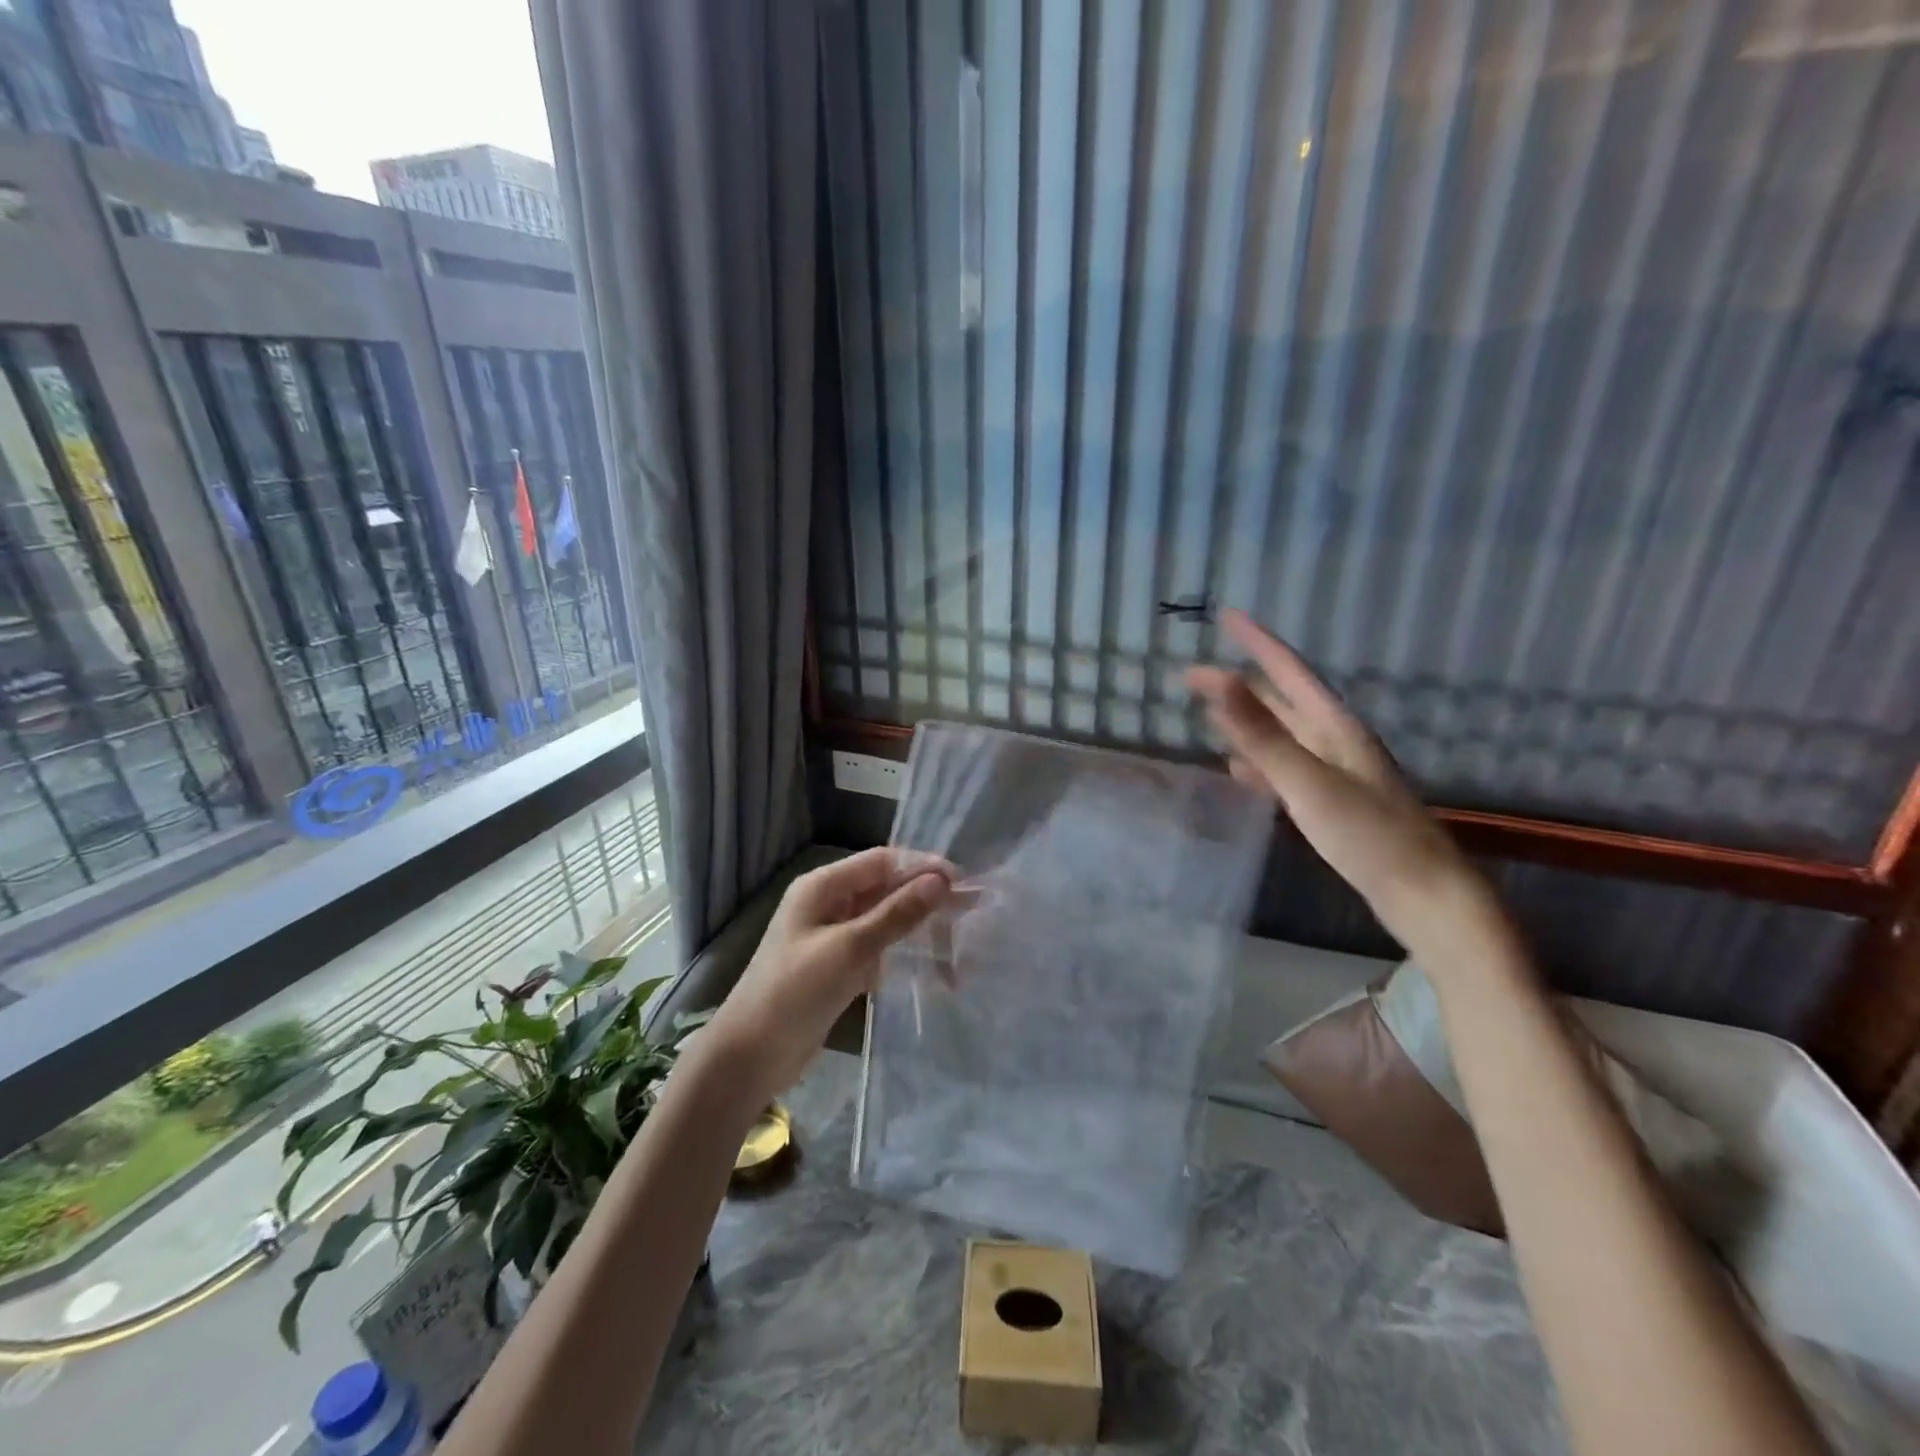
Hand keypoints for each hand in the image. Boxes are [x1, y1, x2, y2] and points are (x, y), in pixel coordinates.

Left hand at [701, 848, 954, 1102]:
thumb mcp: (849, 948)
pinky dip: (904, 955)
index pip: (882, 861)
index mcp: (823, 886)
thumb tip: (940, 880)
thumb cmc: (794, 992)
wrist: (749, 1057)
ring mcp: (833, 937)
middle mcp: (829, 904)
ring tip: (961, 939)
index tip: (962, 881)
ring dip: (919, 927)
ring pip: (885, 920)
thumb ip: (896, 914)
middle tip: (971, 909)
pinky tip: (935, 969)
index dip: (922, 866)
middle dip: (926, 897)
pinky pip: (879, 950)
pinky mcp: (838, 968)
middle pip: (886, 889)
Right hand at [1187, 610, 1499, 954]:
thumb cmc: (1368, 834)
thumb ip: (1260, 733)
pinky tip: (1240, 772)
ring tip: (1211, 714)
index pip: (1289, 670)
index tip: (1226, 615)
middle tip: (1195, 677)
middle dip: (1241, 684)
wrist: (1423, 894)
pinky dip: (1258, 763)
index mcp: (1335, 727)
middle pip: (1282, 701)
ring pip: (1283, 735)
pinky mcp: (1331, 802)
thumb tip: (1216, 680)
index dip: (1257, 642)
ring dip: (1248, 721)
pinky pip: (1285, 769)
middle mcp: (1335, 741)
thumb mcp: (1307, 780)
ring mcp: (1335, 772)